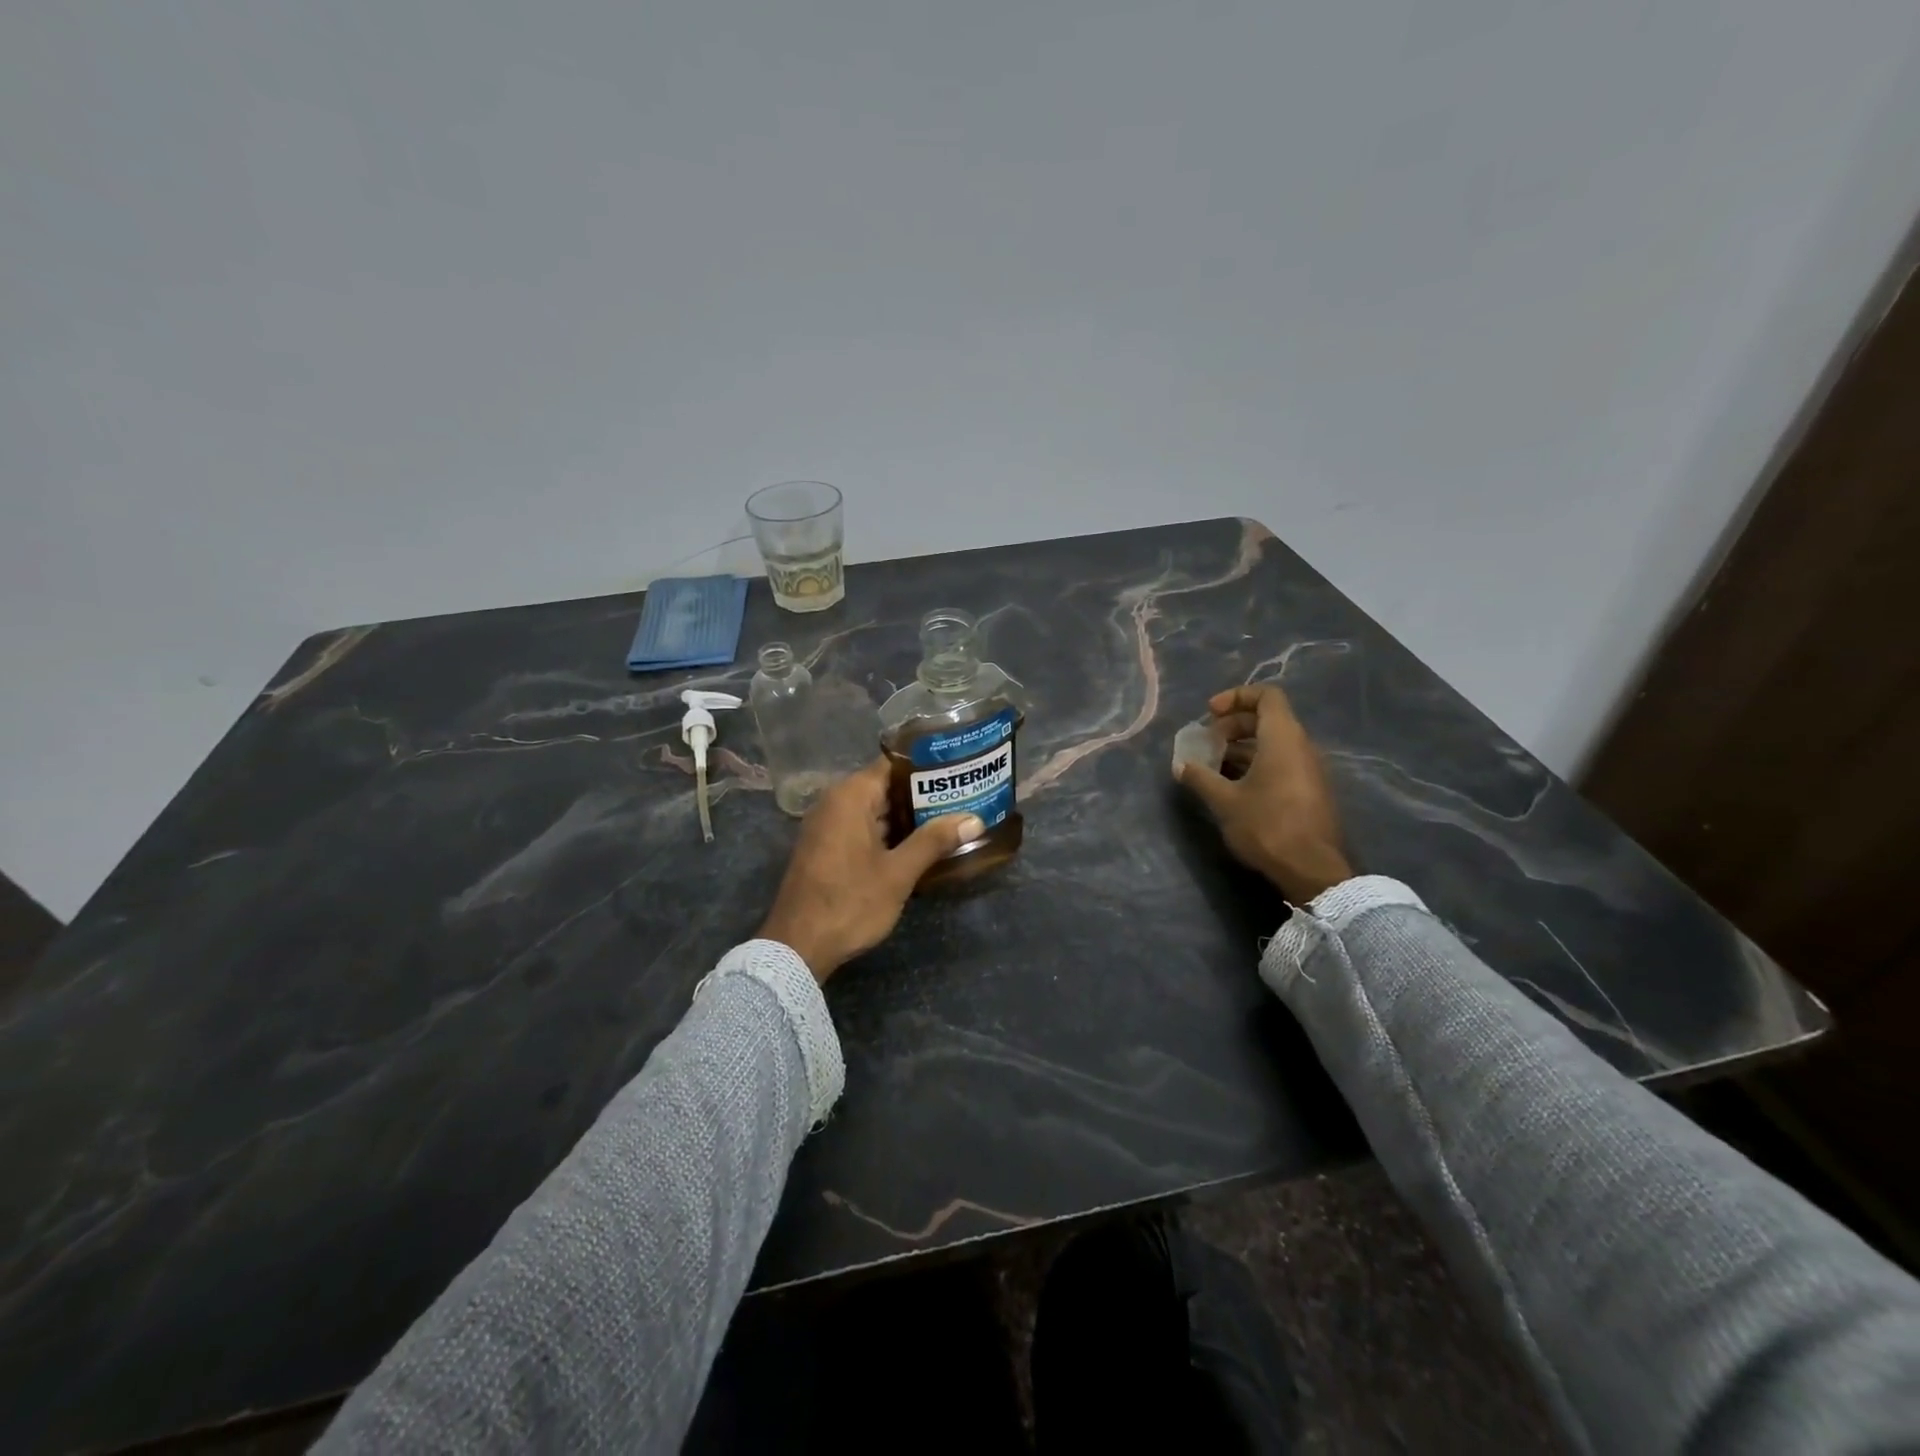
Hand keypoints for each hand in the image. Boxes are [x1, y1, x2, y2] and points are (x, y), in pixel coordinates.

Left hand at [758, 759, 984, 982]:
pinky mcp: (827, 847)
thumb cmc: (850, 902)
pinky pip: (863, 826)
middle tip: (964, 795)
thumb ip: (934, 841)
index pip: (894, 763)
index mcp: (850, 796)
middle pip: (886, 785)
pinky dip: (889, 831)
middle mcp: (835, 802)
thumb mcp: (898, 873)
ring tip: (952, 816)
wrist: (797, 946)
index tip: (958, 767)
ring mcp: (828, 825)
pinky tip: (920, 843)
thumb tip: (974, 819)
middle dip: (923, 793)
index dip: (927, 764)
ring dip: (908, 815)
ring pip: (876, 808)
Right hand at [1176, 684, 1352, 902]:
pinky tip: (1232, 787)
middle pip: (1267, 718)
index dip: (1236, 697)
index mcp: (1283, 738)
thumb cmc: (1267, 826)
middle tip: (1206, 744)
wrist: (1312, 870)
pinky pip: (1280, 763)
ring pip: (1273, 743)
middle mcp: (1301, 746)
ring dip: (1241, 748)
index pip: (1267, 696)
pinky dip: (1255, 764)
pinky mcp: (1309, 791)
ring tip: (1213, 767)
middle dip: (1233, 725)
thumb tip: (1181, 765)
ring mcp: (1308, 769)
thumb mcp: (1224, 801)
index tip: (1210, 713)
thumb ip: (1200, 778)